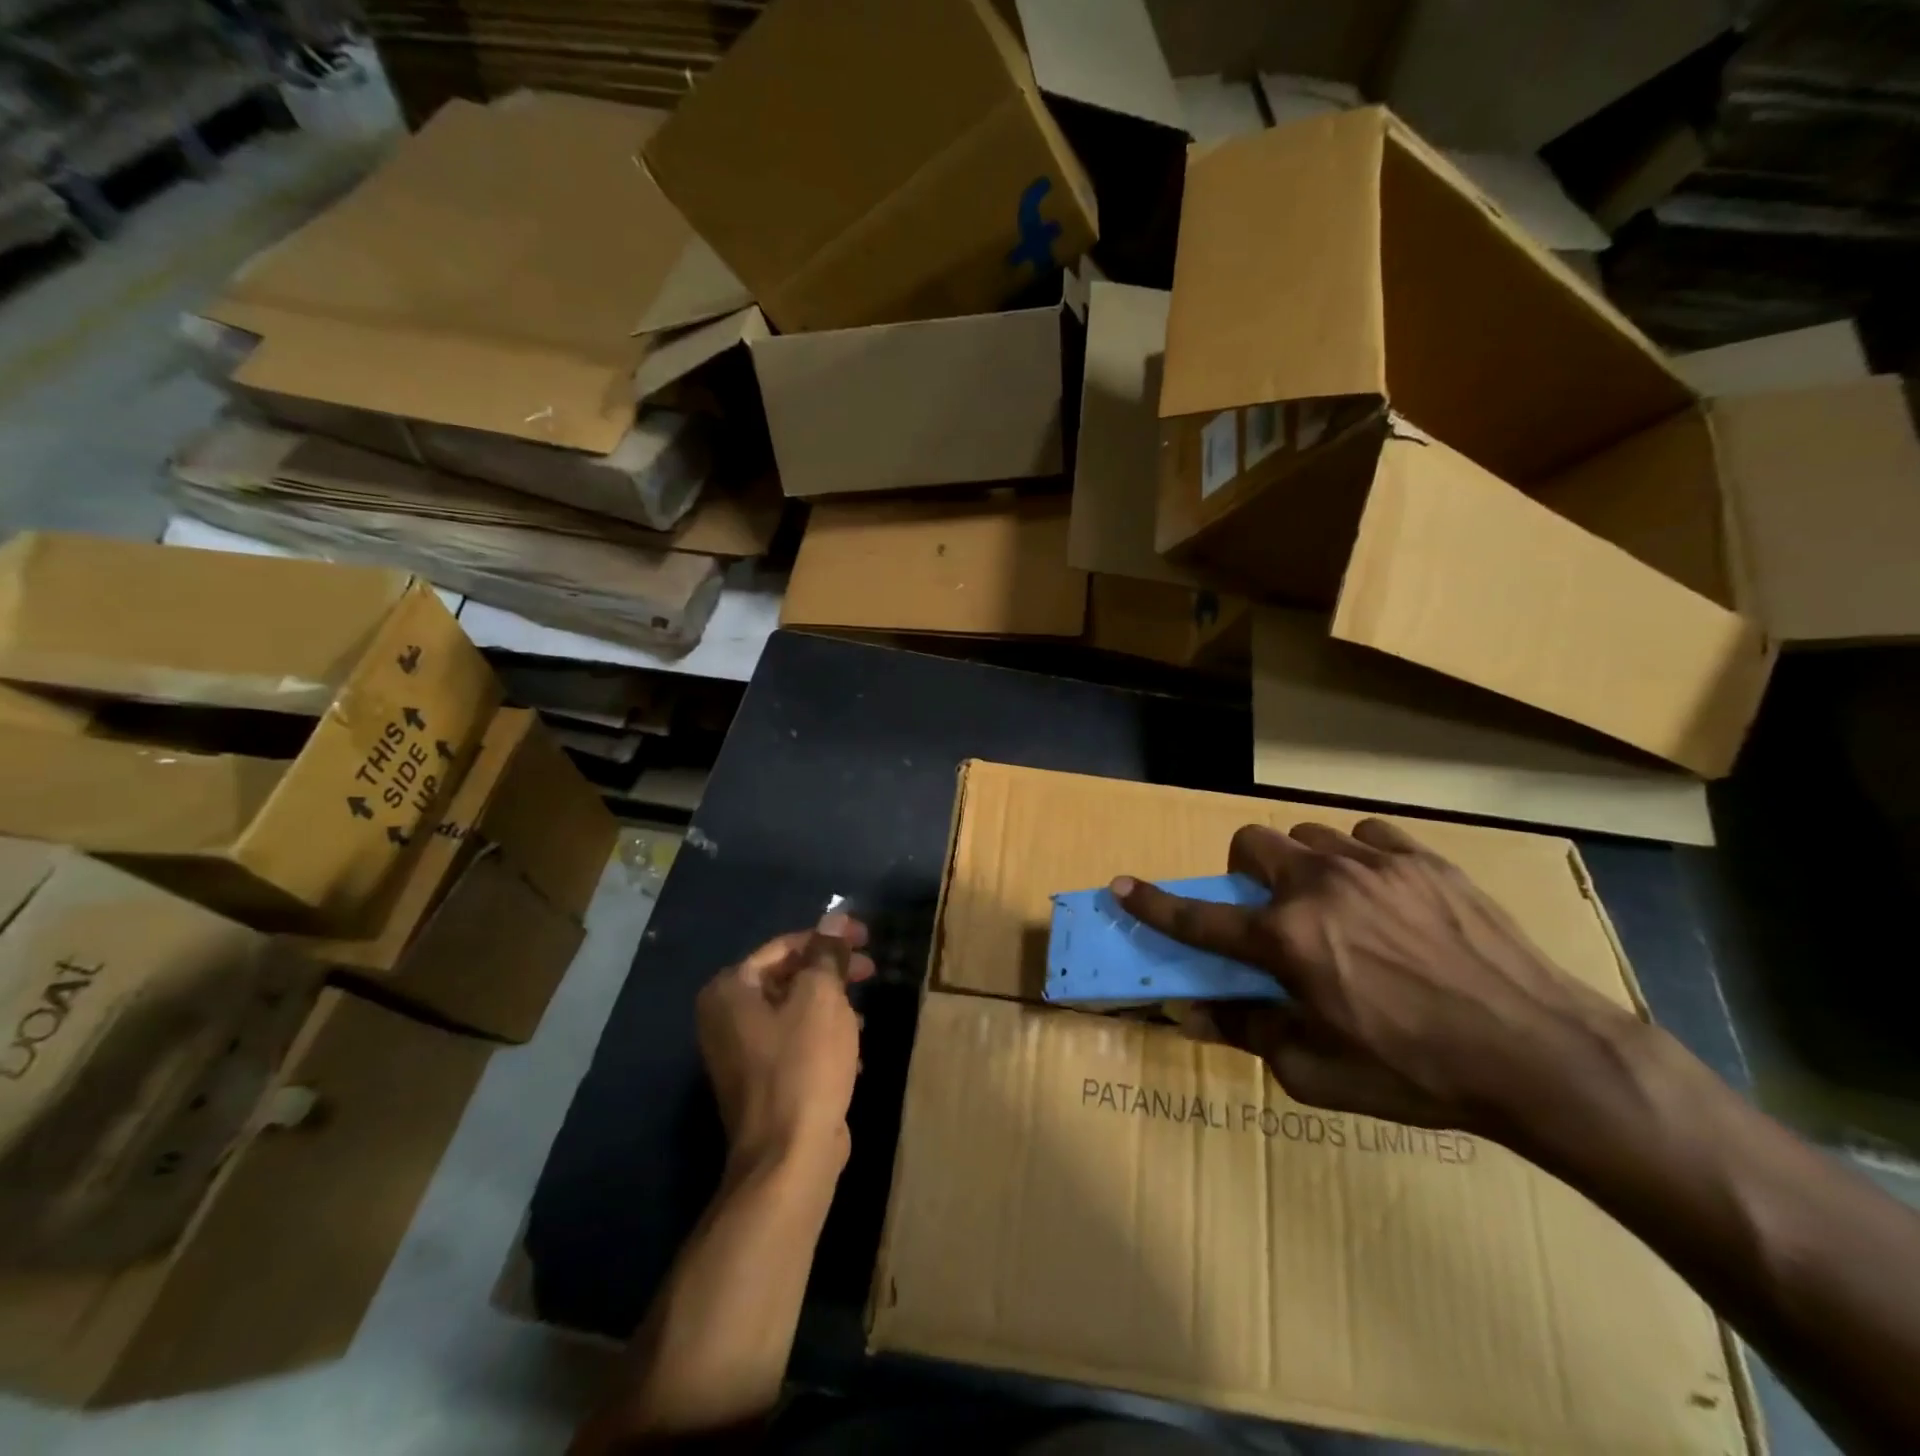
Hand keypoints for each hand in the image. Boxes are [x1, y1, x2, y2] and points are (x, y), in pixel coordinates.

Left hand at [696, 913, 875, 1178]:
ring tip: (864, 1013)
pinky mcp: (761, 1081)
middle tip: (870, 970)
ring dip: (831, 1006)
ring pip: (795, 1010)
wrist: (789, 1156)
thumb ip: (827, 953)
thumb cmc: (803, 1064)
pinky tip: (853, 1050)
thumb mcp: (821, 998)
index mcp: (730, 990)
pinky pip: (795, 1042)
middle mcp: (725, 1017)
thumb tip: (833, 917)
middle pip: (788, 976)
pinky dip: (823, 1037)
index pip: (784, 946)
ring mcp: (740, 1052)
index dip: (828, 937)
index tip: (865, 936)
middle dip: (831, 972)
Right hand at [1113, 820, 1645, 1145]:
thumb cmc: (1419, 1075)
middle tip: (1271, 911)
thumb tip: (1193, 1012)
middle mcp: (1318, 888)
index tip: (1121, 885)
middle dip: (1245, 873)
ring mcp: (1372, 865)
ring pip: (1307, 835)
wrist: (1543, 1054)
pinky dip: (1357, 858)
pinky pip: (1366, 835)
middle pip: (1250, 844)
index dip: (1153, 903)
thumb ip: (1248, 1032)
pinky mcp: (1422, 859)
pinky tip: (1383, 893)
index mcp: (1287, 941)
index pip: (1200, 917)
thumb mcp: (1319, 1074)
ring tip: (1334, 905)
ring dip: (1301, 865)